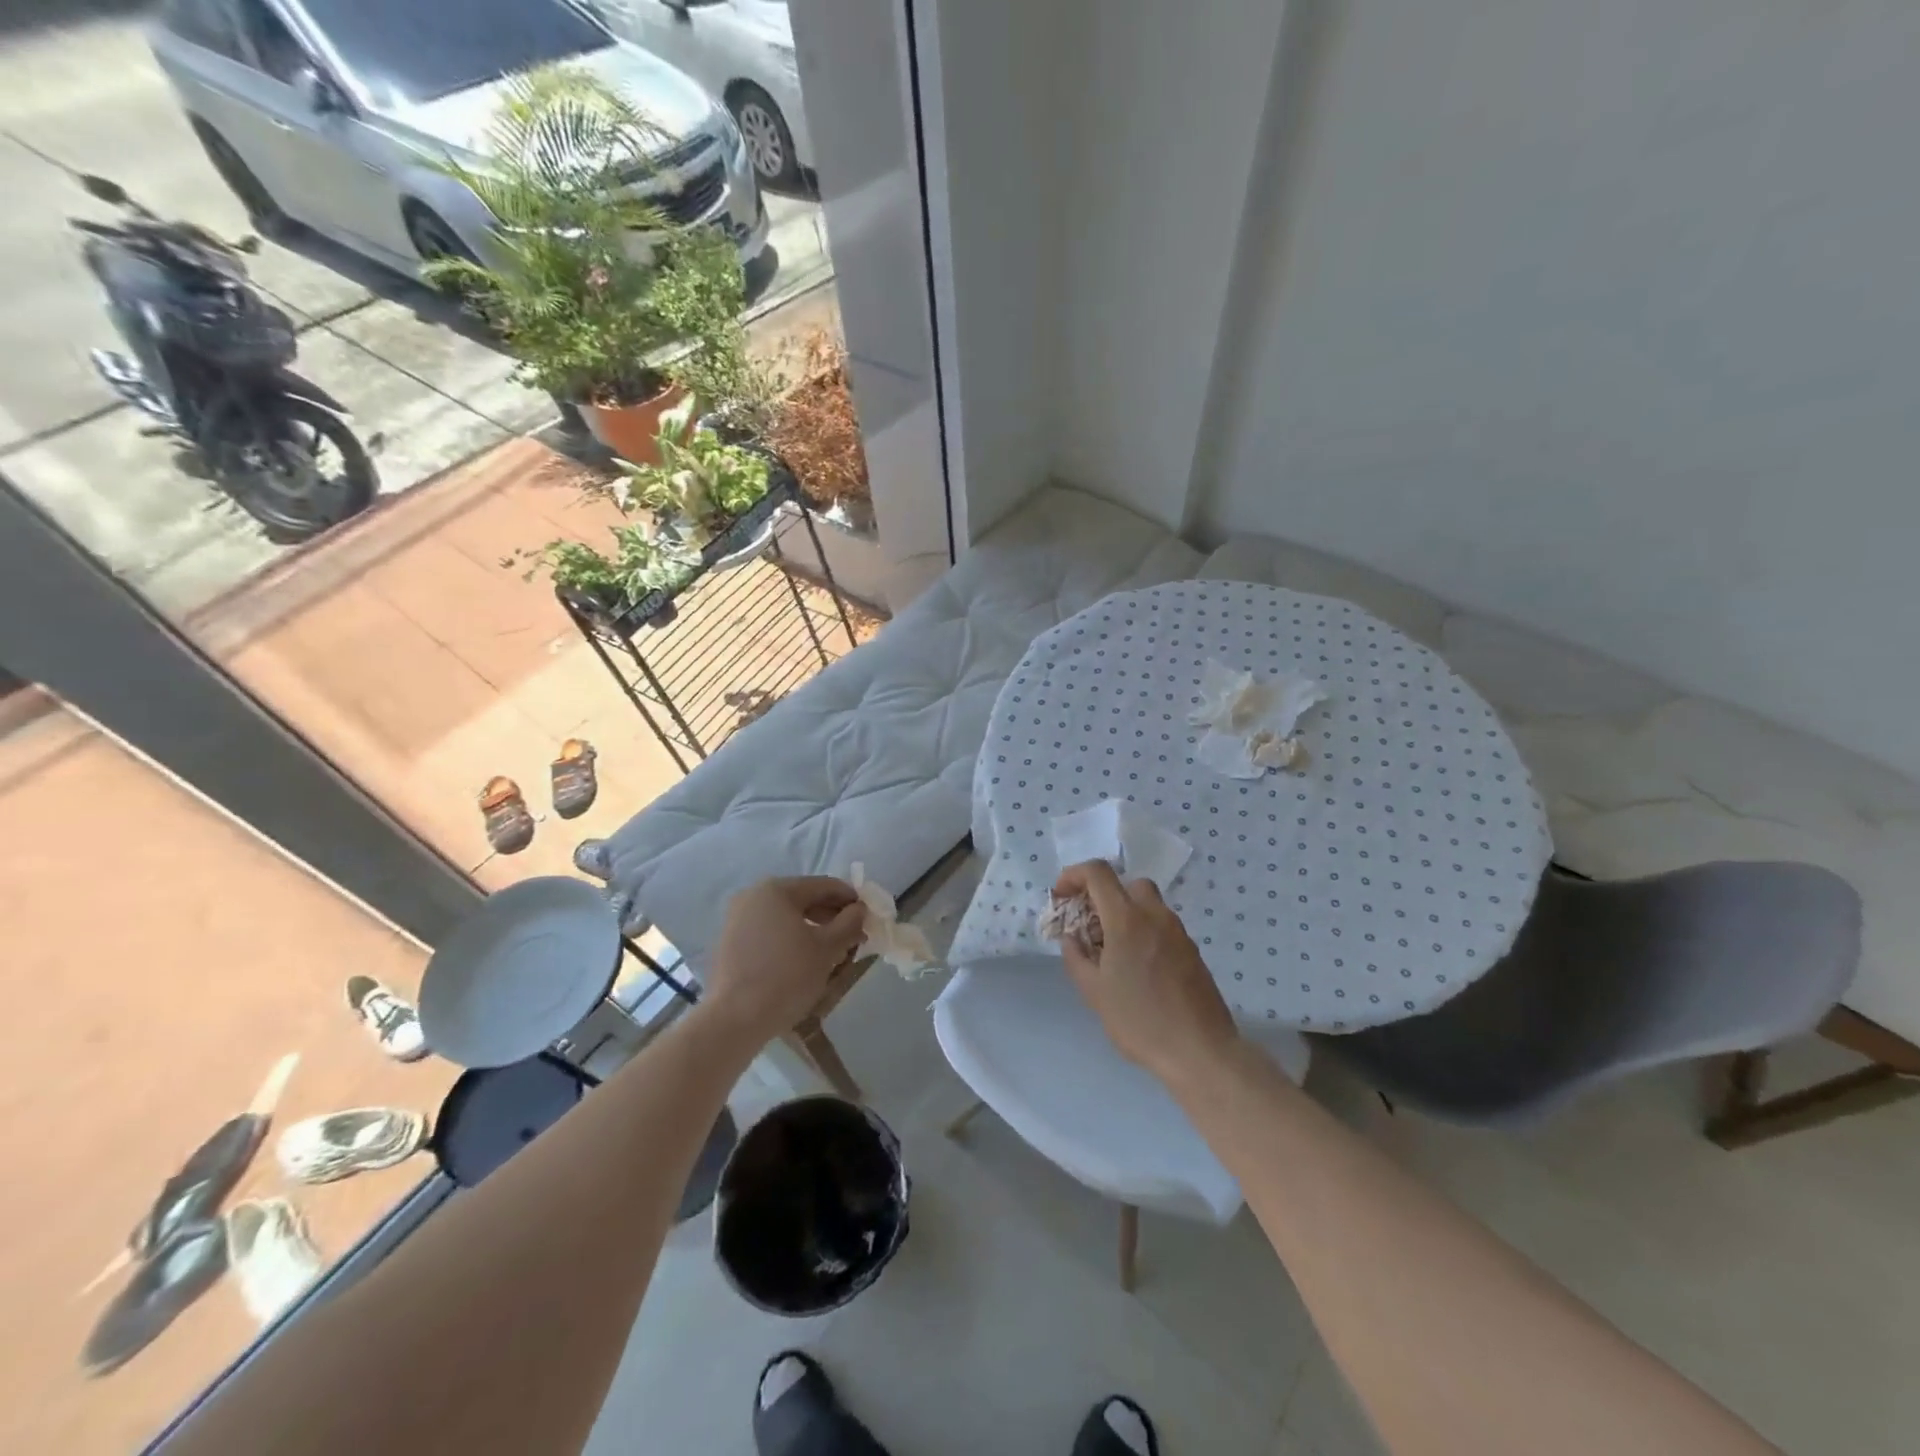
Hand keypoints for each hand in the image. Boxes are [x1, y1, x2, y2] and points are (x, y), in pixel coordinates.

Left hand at [705, 877, 865, 1041]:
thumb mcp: (827, 948)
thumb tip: (859, 909)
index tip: (868, 916)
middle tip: (854, 936)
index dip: (850, 899)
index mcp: (777, 890)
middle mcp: (753, 895)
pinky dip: (789, 938)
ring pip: (785, 916)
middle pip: (803, 899)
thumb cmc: (787, 976)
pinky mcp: (730, 942)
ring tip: (832, 950)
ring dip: (812, 928)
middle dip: (831, 916)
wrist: (734, 1019)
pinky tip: (803, 959)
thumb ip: (849, 923)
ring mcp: (737, 918)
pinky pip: (768, 931)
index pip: (823, 886)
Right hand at [1053, 861, 1239, 1087]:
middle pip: (1126, 884)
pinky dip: (1143, 931)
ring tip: (1110, 951)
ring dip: (1124, 914)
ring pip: (1147, 904)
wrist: (1200, 1051)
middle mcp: (1155, 915)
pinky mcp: (1191, 951)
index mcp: (1127, 919)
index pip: (1098, 872)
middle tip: (1088, 926)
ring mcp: (1178, 932)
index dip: (1073, 875)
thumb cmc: (1139, 1020)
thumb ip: (1076, 957)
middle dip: (1102, 896)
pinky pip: (1161, 926)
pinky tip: (1136, 967)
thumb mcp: (1094, 992)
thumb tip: (1072, 938)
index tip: (1061, 898)